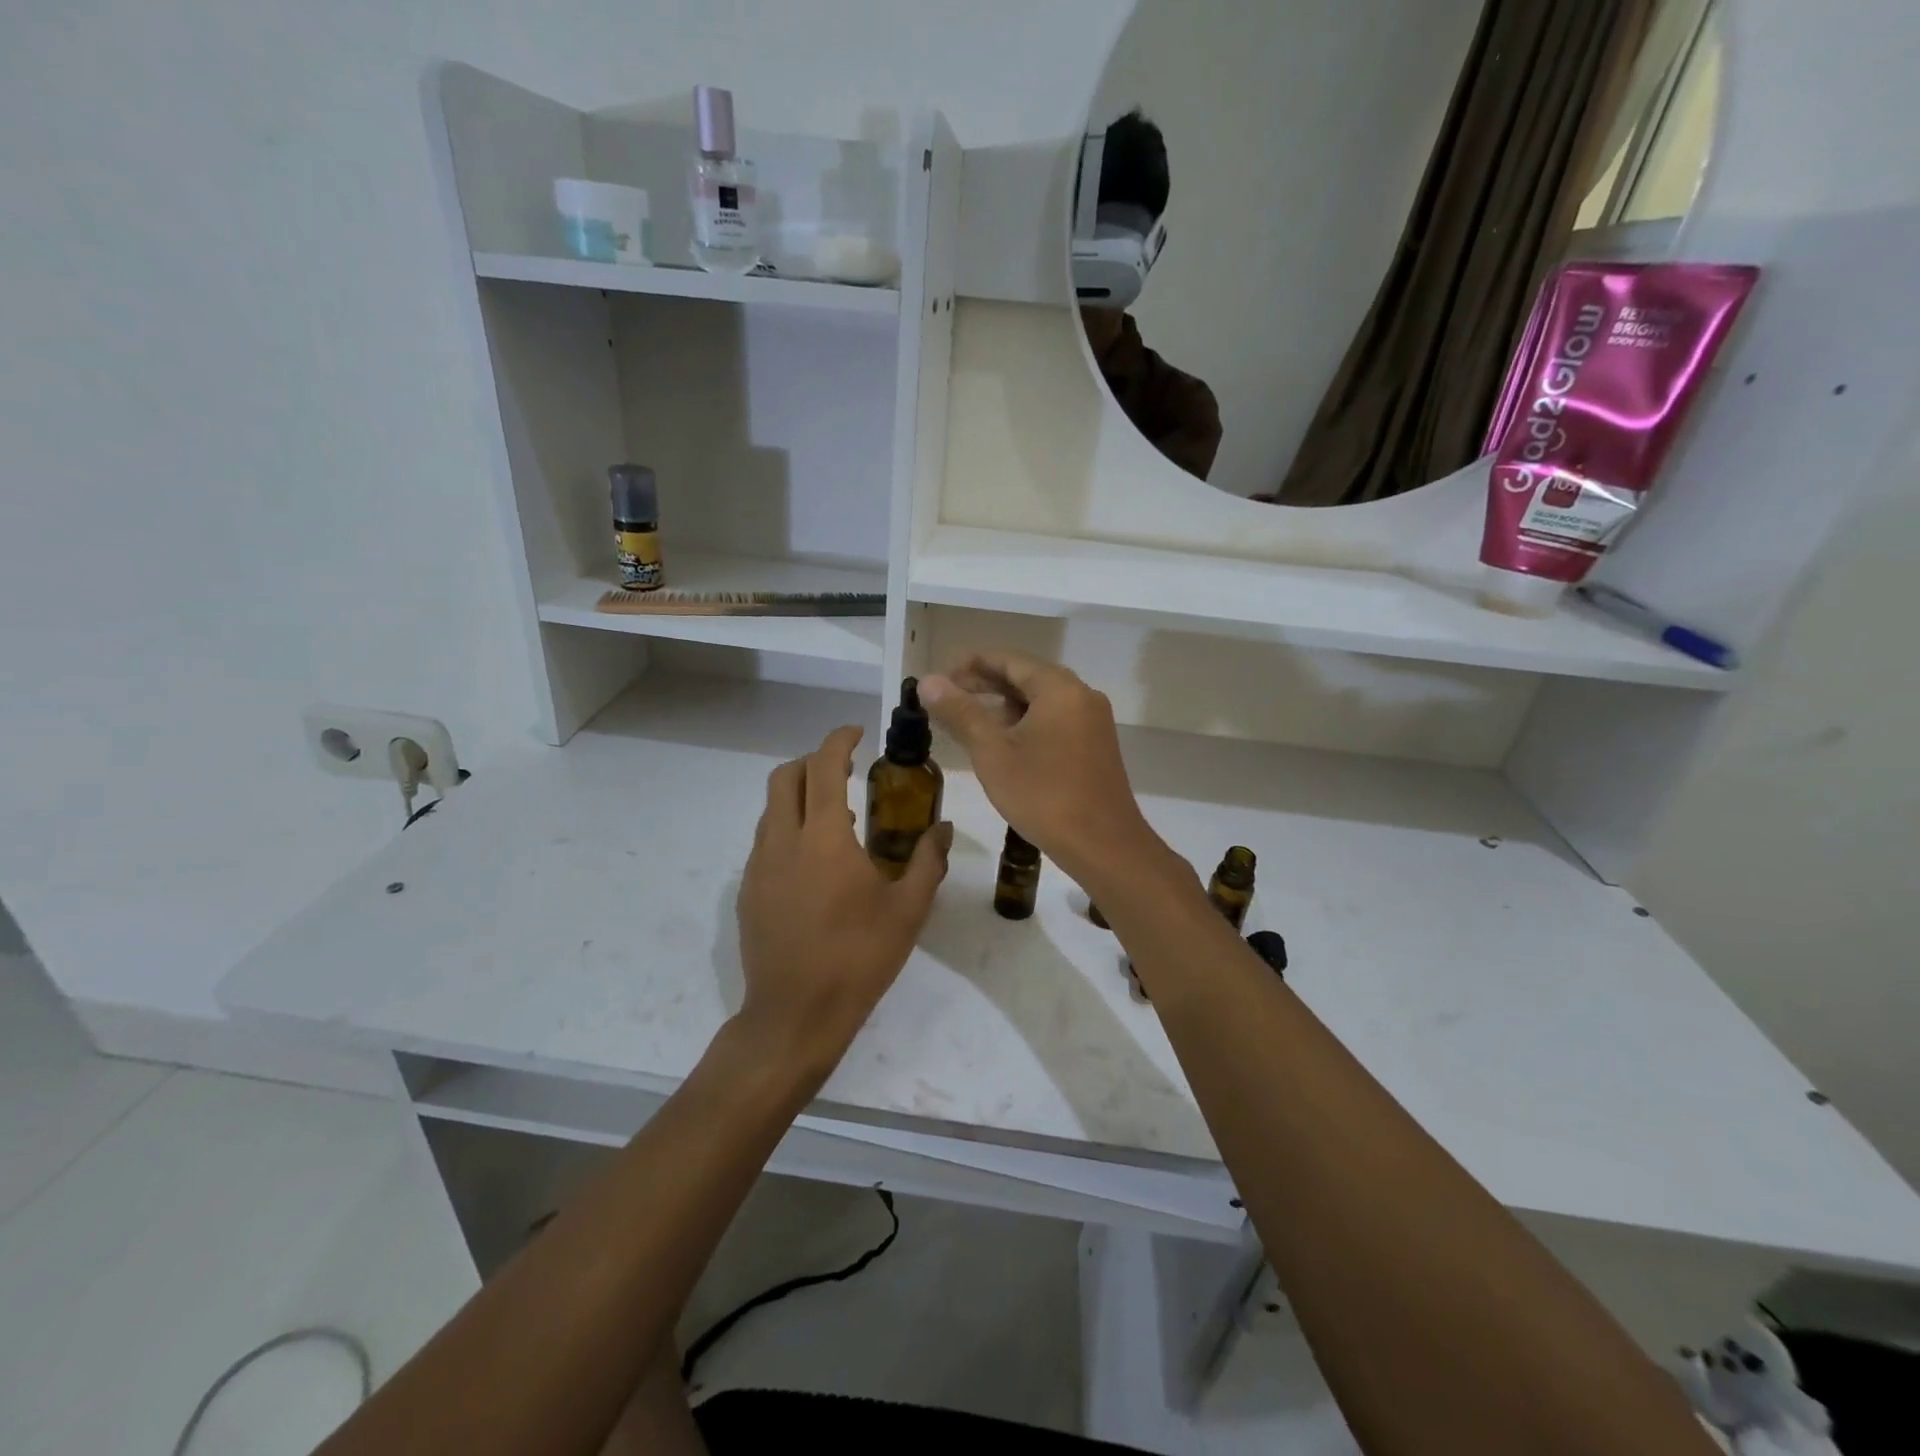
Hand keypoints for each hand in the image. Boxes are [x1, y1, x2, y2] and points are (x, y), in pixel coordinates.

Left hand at [735, 725, 951, 1082]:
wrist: (795, 1014)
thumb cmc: (858, 958)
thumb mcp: (908, 910)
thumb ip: (928, 861)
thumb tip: (944, 829)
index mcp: (824, 839)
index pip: (823, 767)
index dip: (838, 741)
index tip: (857, 733)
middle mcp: (783, 842)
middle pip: (785, 777)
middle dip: (812, 761)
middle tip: (843, 768)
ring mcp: (759, 867)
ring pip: (771, 809)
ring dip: (798, 795)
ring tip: (834, 815)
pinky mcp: (748, 892)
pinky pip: (765, 841)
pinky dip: (787, 828)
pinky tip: (814, 861)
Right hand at [918, 652, 1166, 887]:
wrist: (1103, 845)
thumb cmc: (1044, 795)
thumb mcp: (993, 753)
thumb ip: (960, 712)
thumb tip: (928, 681)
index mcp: (1059, 688)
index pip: (1009, 659)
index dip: (971, 664)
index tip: (941, 677)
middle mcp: (1082, 695)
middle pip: (1027, 677)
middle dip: (986, 684)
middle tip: (948, 698)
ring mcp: (1093, 721)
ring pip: (1042, 700)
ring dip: (1005, 706)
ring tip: (970, 722)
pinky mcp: (1096, 745)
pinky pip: (1056, 720)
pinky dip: (1027, 723)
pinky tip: (1004, 744)